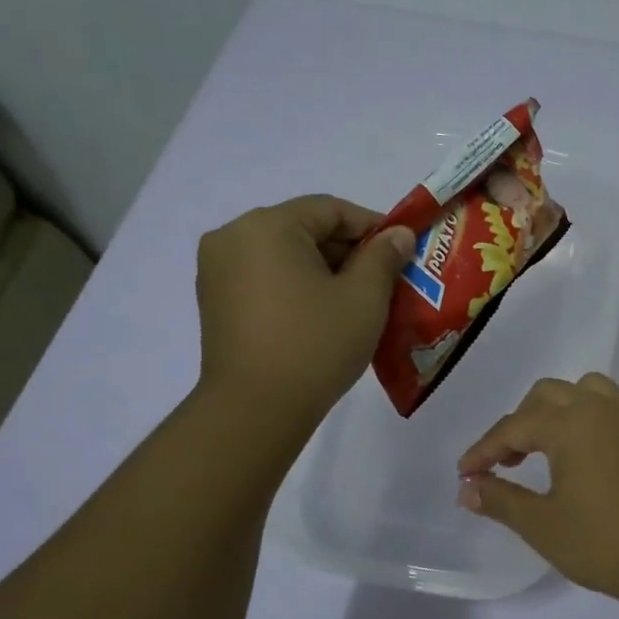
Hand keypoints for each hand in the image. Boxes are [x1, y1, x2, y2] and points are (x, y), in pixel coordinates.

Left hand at [195, 195, 414, 425]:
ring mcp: (217, 270)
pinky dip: (297, 285)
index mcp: (268, 225)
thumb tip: (398, 235)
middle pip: (304, 229)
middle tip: (386, 278)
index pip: (331, 209)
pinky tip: (323, 313)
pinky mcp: (215, 301)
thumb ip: (384, 257)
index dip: (373, 226)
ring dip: (323, 269)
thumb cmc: (315, 344)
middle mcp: (234, 236)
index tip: (403, 250)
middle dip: (348, 250)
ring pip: (284, 254)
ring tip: (358, 299)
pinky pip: (265, 277)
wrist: (255, 409)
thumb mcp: (364, 297)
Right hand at [456, 374, 618, 604]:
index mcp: (571, 423)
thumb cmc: (602, 542)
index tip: (465, 473)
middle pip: (547, 395)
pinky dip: (589, 417)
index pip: (514, 427)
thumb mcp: (541, 524)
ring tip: (545, 447)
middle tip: (505, 463)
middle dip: (519, 423)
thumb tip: (467, 489)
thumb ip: (500, 500)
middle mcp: (601, 407)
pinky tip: (585, 452)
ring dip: (556, 410)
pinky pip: (612, 406)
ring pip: (584, 390)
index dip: (484, 450)